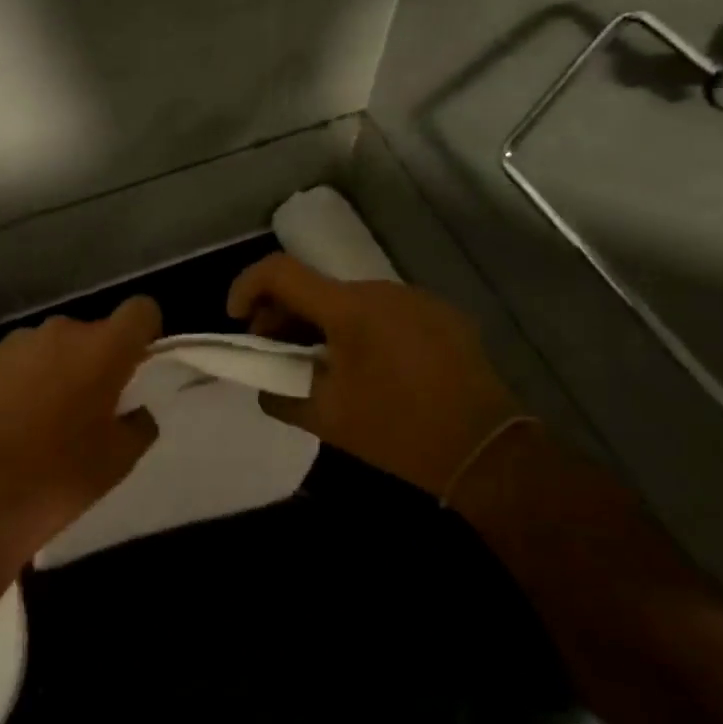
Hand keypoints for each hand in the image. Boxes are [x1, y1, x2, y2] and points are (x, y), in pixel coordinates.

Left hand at [0, 296, 162, 566]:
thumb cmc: (58, 479)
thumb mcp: (119, 461)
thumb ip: (139, 423)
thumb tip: (134, 410)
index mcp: (102, 349)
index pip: (140, 310)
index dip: (145, 332)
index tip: (137, 365)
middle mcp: (59, 332)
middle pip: (92, 332)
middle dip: (97, 360)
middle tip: (91, 407)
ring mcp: (14, 343)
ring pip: (52, 346)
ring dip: (57, 368)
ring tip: (45, 417)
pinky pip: (16, 360)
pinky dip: (22, 379)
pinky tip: (10, 420)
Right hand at [227, 254, 523, 504]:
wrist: (485, 452)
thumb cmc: (397, 432)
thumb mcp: (325, 418)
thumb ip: (279, 394)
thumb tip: (264, 384)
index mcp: (350, 308)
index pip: (280, 272)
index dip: (247, 286)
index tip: (236, 318)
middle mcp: (383, 289)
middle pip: (316, 287)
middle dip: (284, 314)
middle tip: (274, 351)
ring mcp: (417, 299)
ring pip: (350, 299)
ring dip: (323, 323)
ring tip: (321, 364)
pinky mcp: (443, 315)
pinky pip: (385, 311)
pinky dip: (360, 328)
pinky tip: (369, 367)